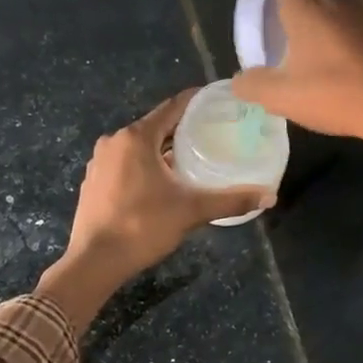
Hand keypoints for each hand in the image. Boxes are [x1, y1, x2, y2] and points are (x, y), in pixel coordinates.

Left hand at [38, 92, 270, 332]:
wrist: (94, 261)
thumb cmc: (143, 226)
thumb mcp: (191, 211)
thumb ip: (231, 200)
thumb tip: (270, 196)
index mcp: (136, 137)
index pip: (172, 108)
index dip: (196, 102)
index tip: (217, 101)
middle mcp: (114, 141)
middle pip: (155, 126)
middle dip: (182, 130)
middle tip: (212, 134)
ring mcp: (99, 161)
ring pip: (138, 146)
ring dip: (162, 150)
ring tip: (191, 158)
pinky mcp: (93, 181)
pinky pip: (124, 163)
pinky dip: (144, 165)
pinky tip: (161, 182)